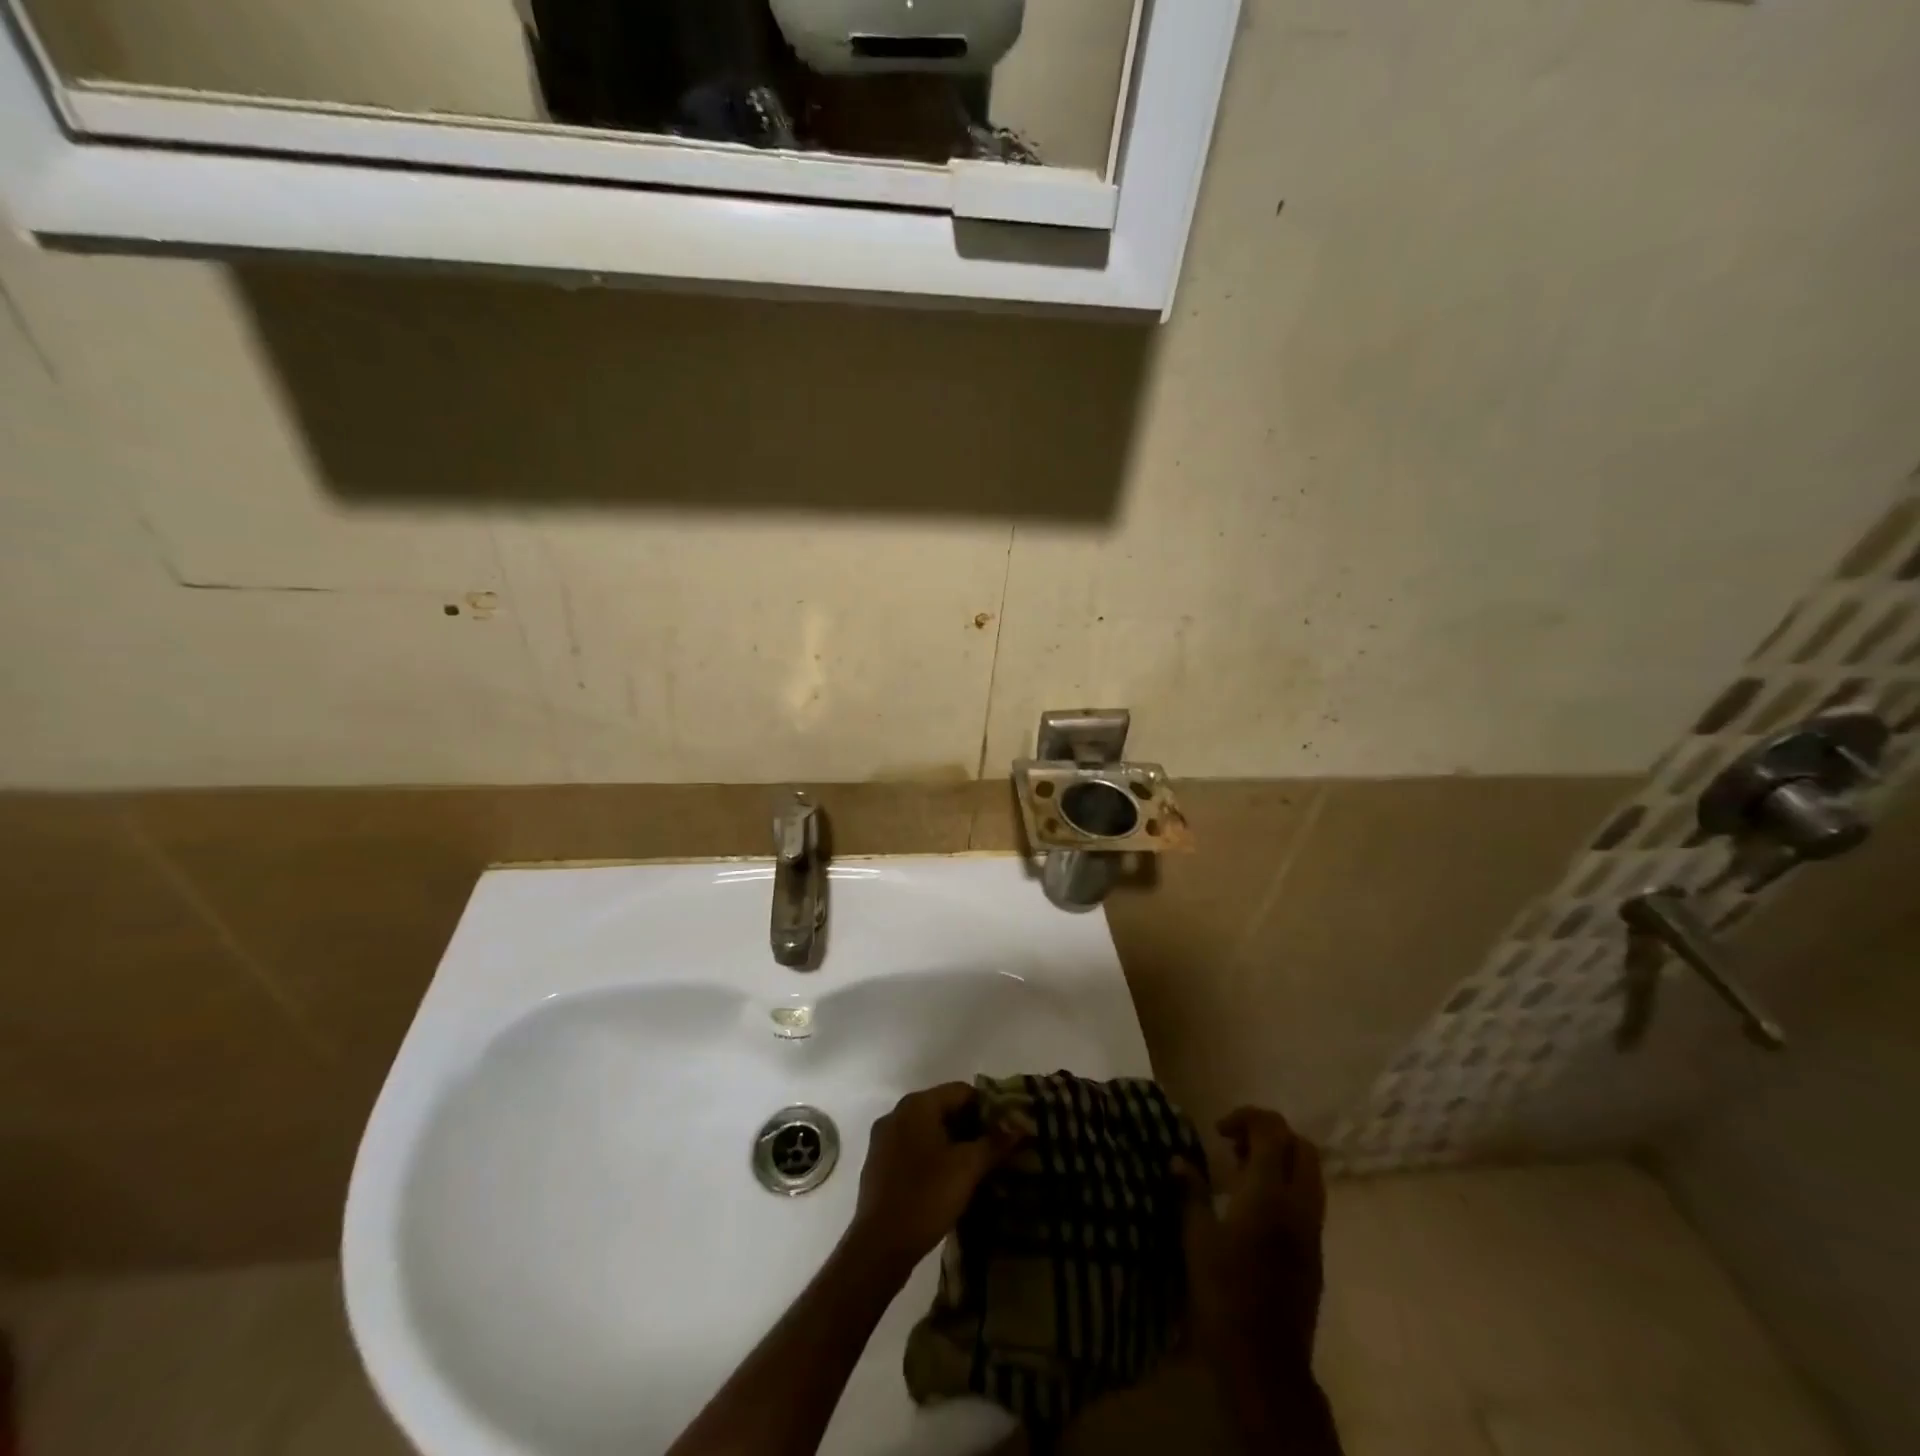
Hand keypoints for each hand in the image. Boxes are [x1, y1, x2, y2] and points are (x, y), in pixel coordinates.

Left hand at [847, 1083, 1021, 1271]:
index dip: (988, 1107)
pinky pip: (913, 1147)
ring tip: (976, 1167)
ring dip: (952, 1143)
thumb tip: (1020, 1125)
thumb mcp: (967, 1168)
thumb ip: (994, 1143)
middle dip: (971, 1126)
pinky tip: (947, 1180)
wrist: (879, 1245)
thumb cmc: (926, 1197)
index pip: (961, 1091)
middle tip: (994, 1150)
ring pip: (928, 1129)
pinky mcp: (878, 1163)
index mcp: (917, 1105)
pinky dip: (933, 1156)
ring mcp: (884, 1138)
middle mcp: (897, 1113)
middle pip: (943, 1108)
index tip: (1005, 1131)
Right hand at [1174, 1108, 1326, 1369]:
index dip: (1247, 1117)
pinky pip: (1308, 1200)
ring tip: (1242, 1174)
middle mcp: (1299, 1205)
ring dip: (1281, 1160)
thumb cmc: (1223, 1293)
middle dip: (1270, 1135)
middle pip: (1301, 1146)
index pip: (1273, 1131)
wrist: (1265, 1362)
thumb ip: (1190, 1191)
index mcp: (1269, 1193)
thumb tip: (1178, 1159)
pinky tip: (1254, 1207)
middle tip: (1235, 1146)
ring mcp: (1312, 1231)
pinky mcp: (1315, 1253)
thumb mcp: (1196, 1238)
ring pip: (1310, 1174)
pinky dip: (1286, 1186)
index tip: (1218, 1131)